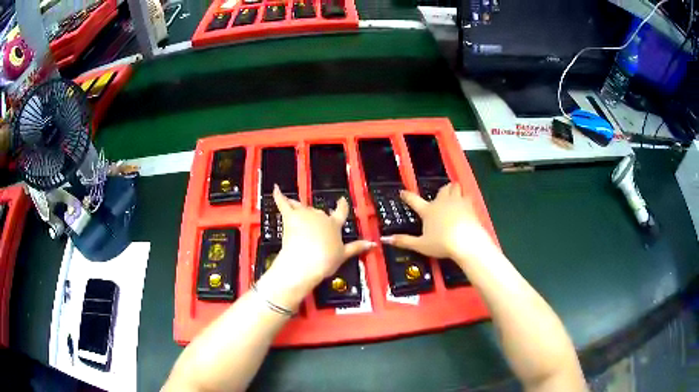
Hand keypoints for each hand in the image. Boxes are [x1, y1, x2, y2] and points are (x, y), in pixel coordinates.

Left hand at [260, 185, 373, 306]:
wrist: (306, 261)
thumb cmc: (326, 260)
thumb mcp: (343, 255)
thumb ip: (357, 247)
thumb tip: (373, 243)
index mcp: (334, 224)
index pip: (341, 212)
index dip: (342, 205)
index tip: (342, 199)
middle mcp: (320, 216)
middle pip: (319, 211)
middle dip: (317, 216)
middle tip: (314, 224)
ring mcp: (305, 214)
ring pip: (302, 206)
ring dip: (299, 205)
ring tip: (295, 203)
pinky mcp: (290, 216)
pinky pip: (283, 203)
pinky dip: (279, 195)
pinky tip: (275, 188)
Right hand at [381, 183, 494, 260]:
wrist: (467, 241)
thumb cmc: (442, 243)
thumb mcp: (421, 245)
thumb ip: (404, 241)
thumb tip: (386, 239)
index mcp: (428, 211)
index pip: (414, 200)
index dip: (407, 196)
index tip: (402, 192)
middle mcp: (442, 202)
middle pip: (441, 189)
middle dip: (440, 190)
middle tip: (440, 195)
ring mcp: (457, 202)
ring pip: (455, 188)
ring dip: (453, 189)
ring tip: (454, 193)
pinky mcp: (470, 205)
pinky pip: (467, 196)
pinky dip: (465, 198)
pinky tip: (466, 204)